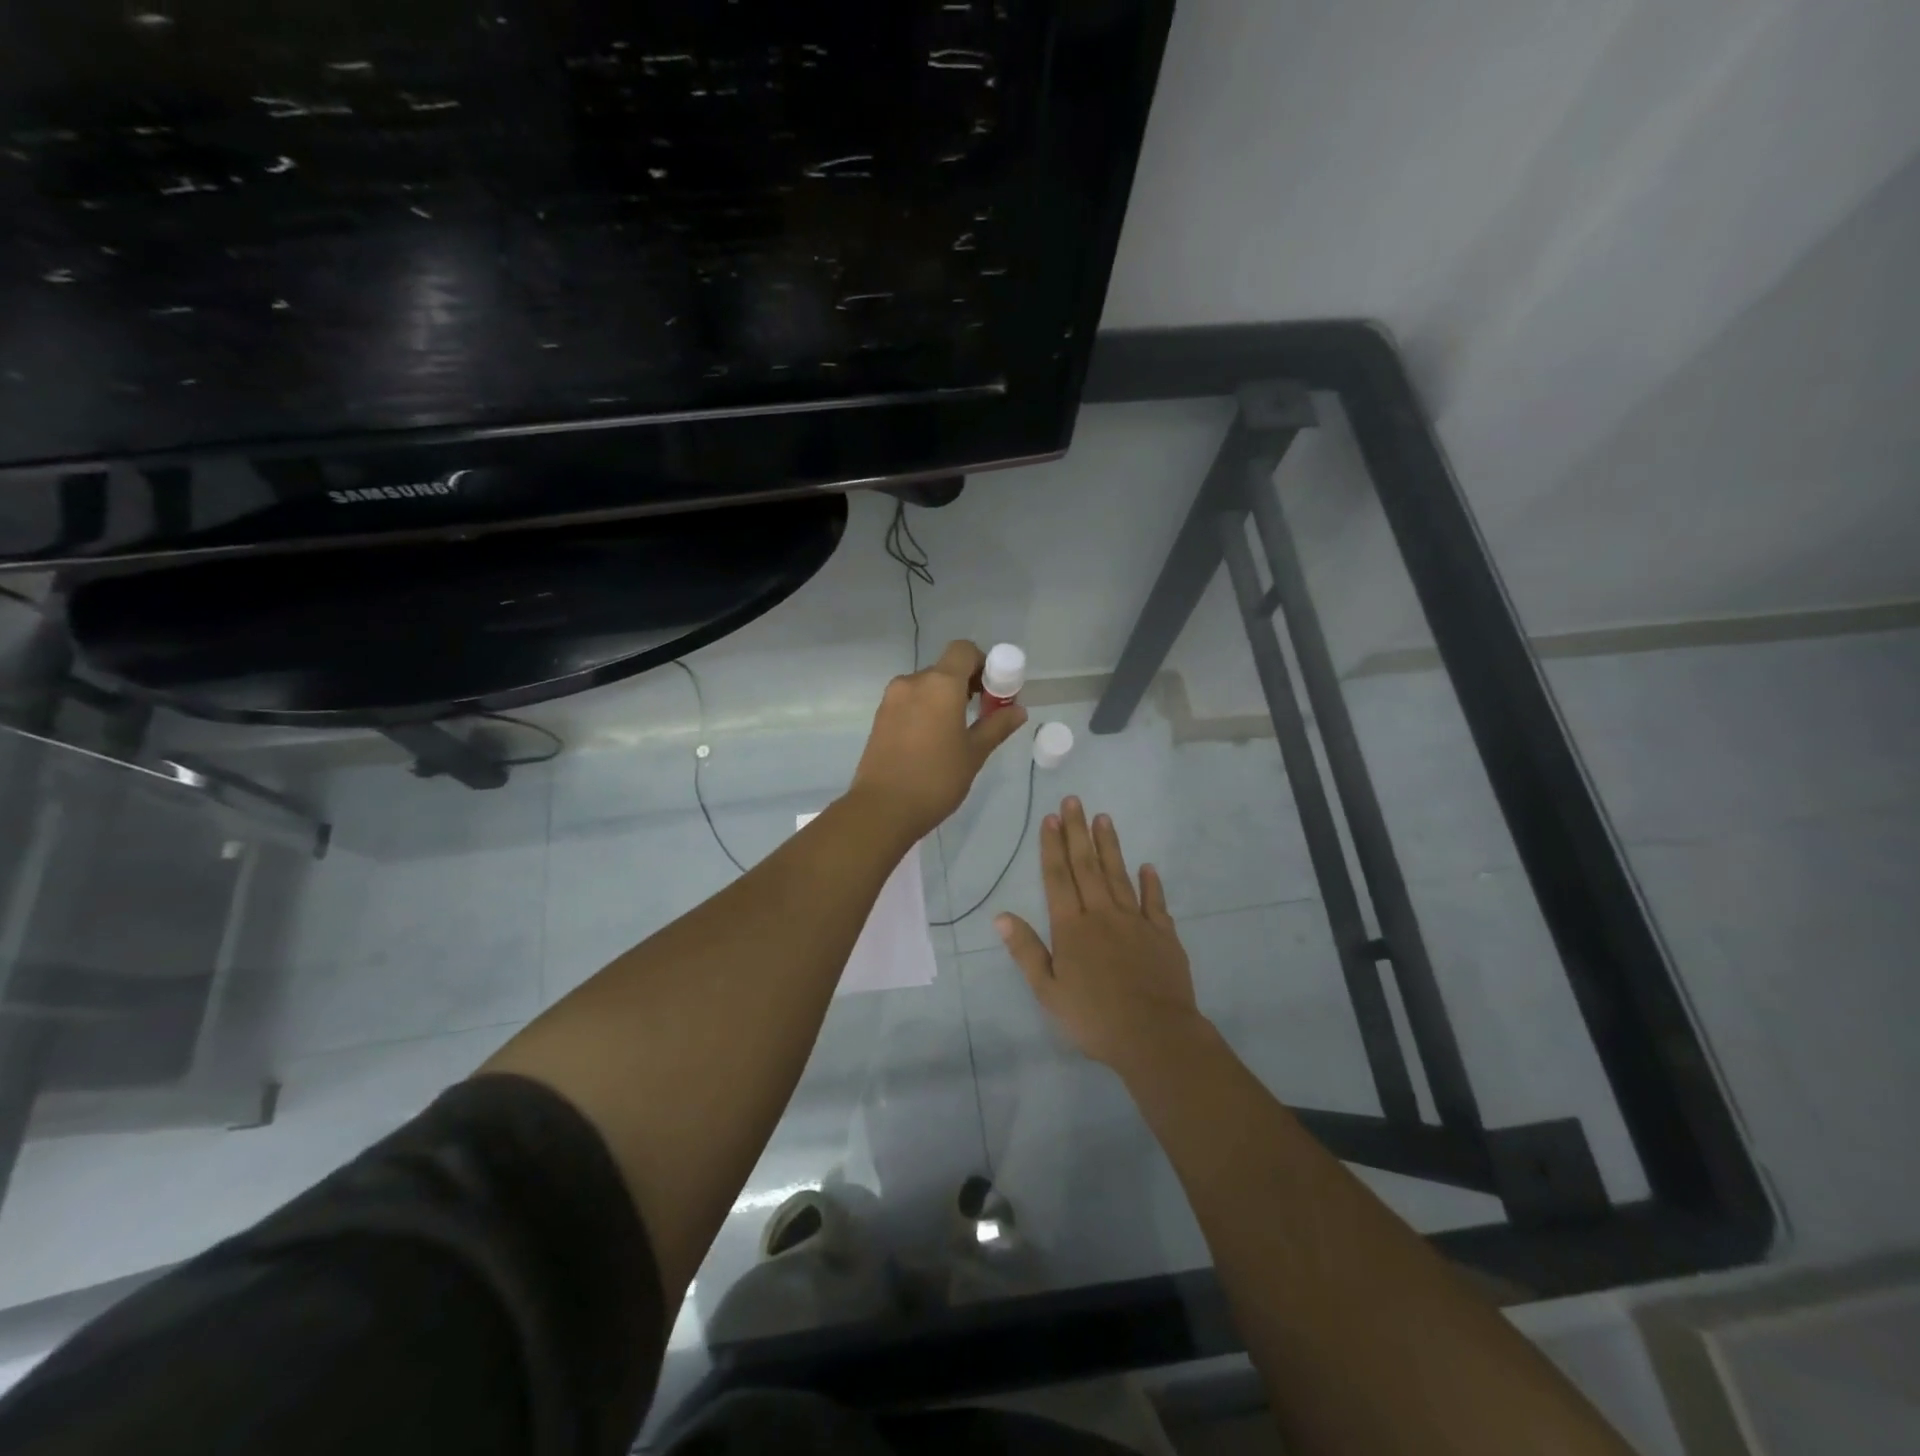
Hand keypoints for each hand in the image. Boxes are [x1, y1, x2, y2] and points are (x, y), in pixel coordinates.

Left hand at [849, 640, 1028, 841]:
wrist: (882, 808)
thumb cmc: (936, 778)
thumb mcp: (974, 753)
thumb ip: (997, 726)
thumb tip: (1018, 710)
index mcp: (940, 684)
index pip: (964, 650)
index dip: (983, 663)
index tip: (993, 691)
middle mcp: (913, 682)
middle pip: (945, 669)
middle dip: (966, 685)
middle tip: (981, 715)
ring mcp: (892, 699)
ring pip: (926, 686)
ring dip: (944, 699)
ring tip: (956, 733)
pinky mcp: (880, 717)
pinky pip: (909, 702)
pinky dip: (925, 710)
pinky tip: (932, 741)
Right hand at [995, 798, 1203, 1070]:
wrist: (1155, 1036)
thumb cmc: (1094, 1018)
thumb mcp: (1049, 990)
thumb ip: (1026, 950)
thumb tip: (1001, 915)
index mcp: (1072, 928)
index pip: (1058, 878)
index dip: (1052, 847)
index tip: (1051, 818)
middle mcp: (1102, 915)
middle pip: (1087, 866)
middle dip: (1078, 832)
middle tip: (1074, 800)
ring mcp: (1136, 921)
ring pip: (1119, 875)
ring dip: (1110, 846)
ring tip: (1104, 818)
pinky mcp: (1163, 935)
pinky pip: (1155, 902)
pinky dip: (1151, 882)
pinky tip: (1147, 866)